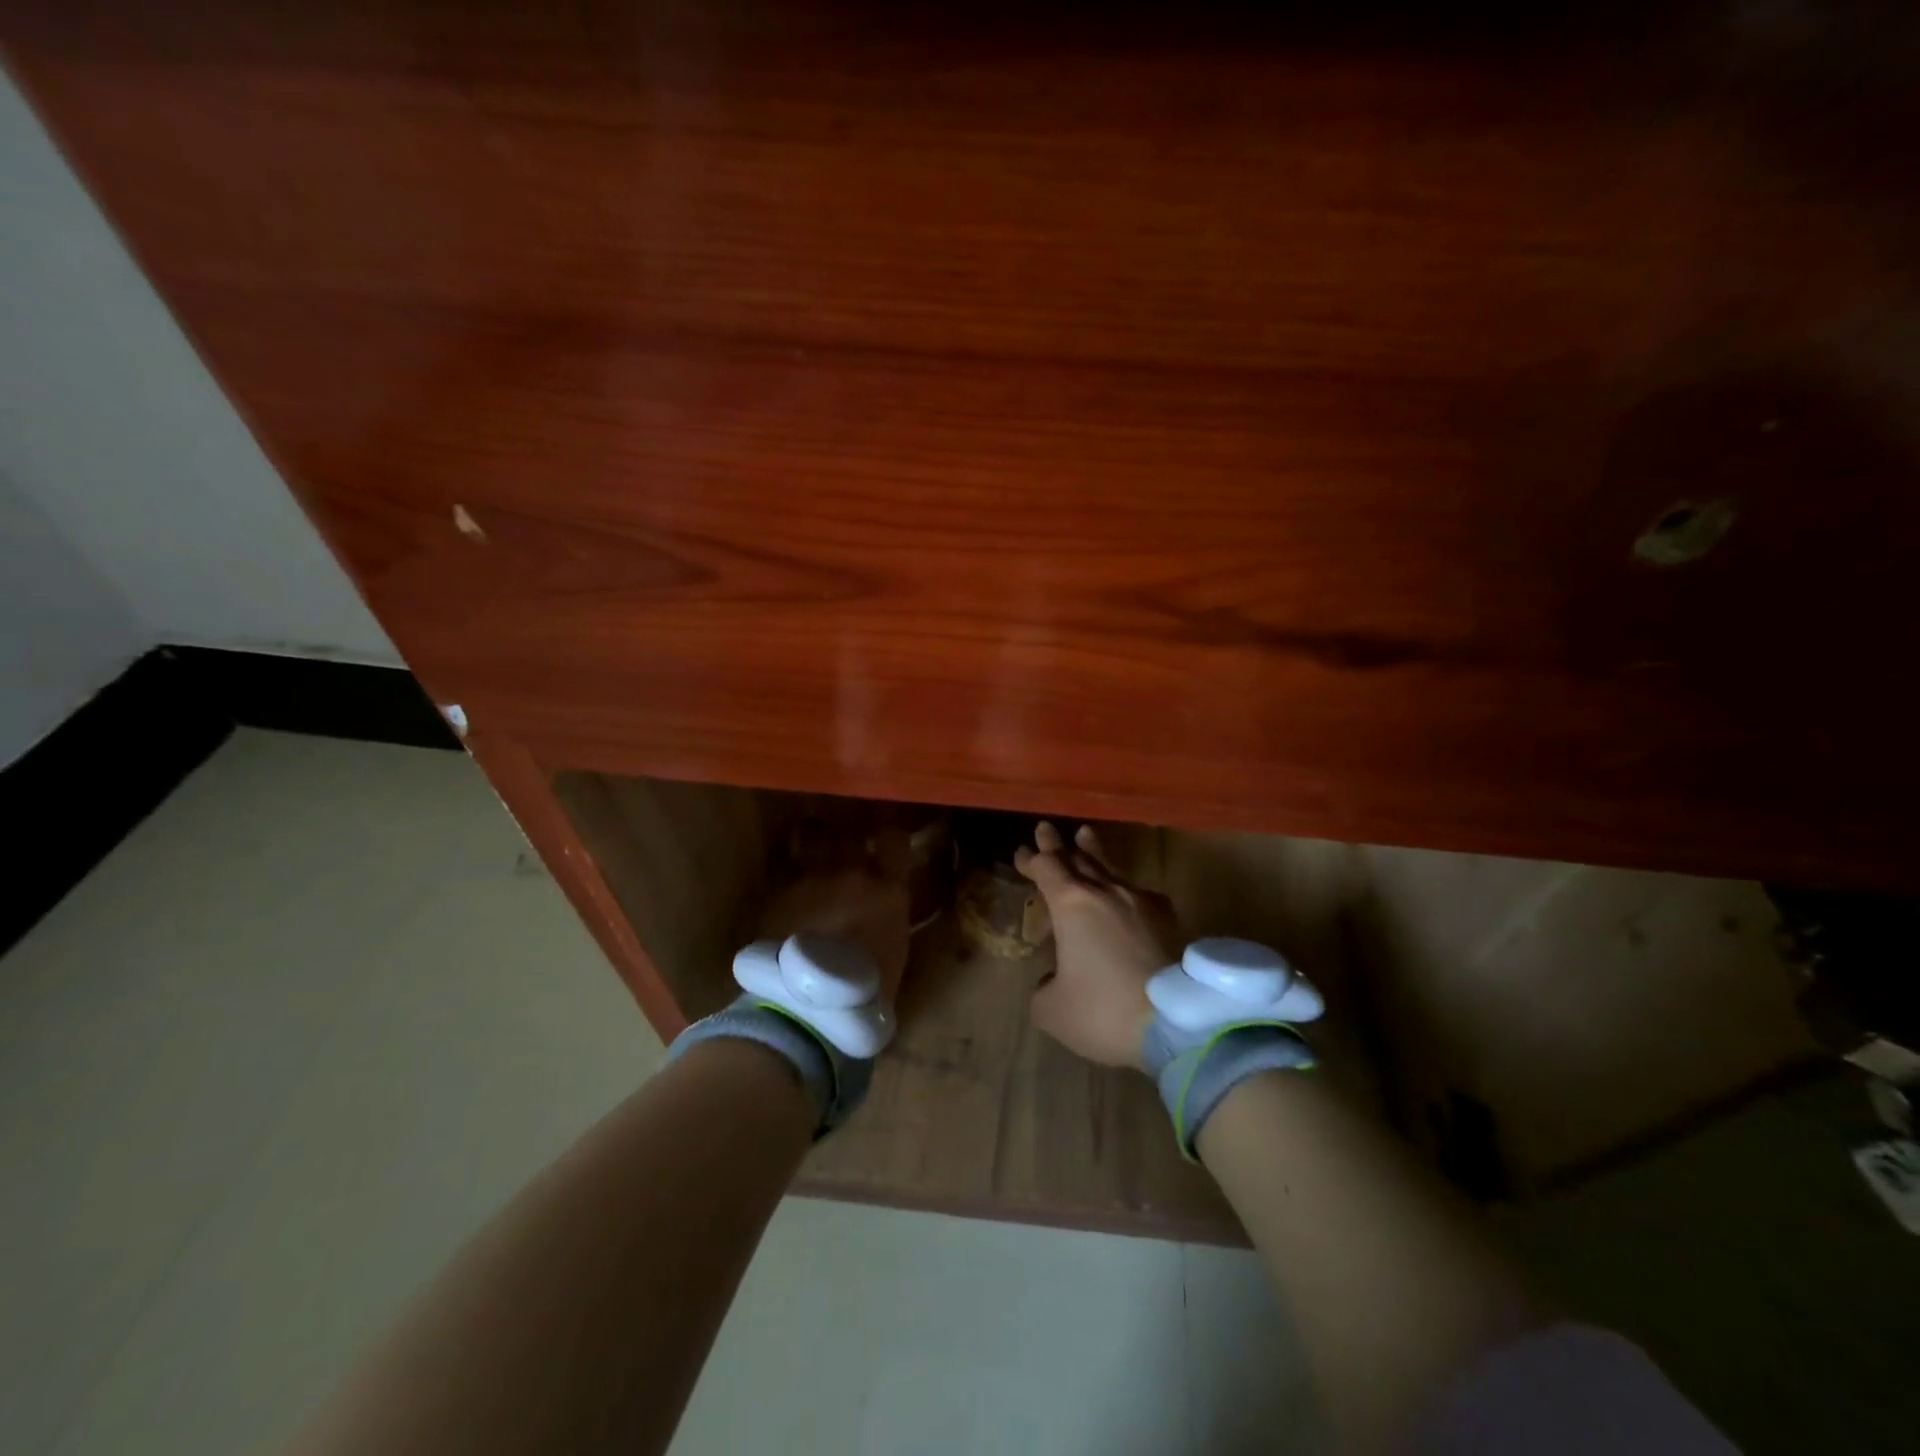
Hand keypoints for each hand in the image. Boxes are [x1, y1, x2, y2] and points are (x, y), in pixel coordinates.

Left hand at [758, 828, 912, 1006]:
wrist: (811, 1007)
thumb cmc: (867, 991)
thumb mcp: (894, 948)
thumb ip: (888, 914)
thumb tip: (883, 902)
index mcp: (888, 891)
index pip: (894, 840)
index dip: (889, 835)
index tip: (884, 837)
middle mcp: (851, 874)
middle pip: (850, 832)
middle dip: (847, 830)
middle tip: (843, 834)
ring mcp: (812, 880)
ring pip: (811, 837)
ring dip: (812, 838)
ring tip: (808, 838)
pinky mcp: (777, 892)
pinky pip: (783, 867)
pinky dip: (786, 868)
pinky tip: (786, 874)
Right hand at [1015, 822, 1179, 1070]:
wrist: (1173, 1022)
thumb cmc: (1102, 1009)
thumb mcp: (1052, 1009)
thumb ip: (1043, 988)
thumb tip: (1053, 981)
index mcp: (1070, 904)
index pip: (1046, 869)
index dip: (1031, 860)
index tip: (1021, 853)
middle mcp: (1104, 892)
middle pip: (1077, 858)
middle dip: (1057, 846)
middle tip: (1046, 829)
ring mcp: (1139, 902)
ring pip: (1109, 867)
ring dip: (1093, 851)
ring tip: (1086, 835)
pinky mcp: (1166, 919)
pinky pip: (1138, 892)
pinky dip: (1124, 886)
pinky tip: (1128, 891)